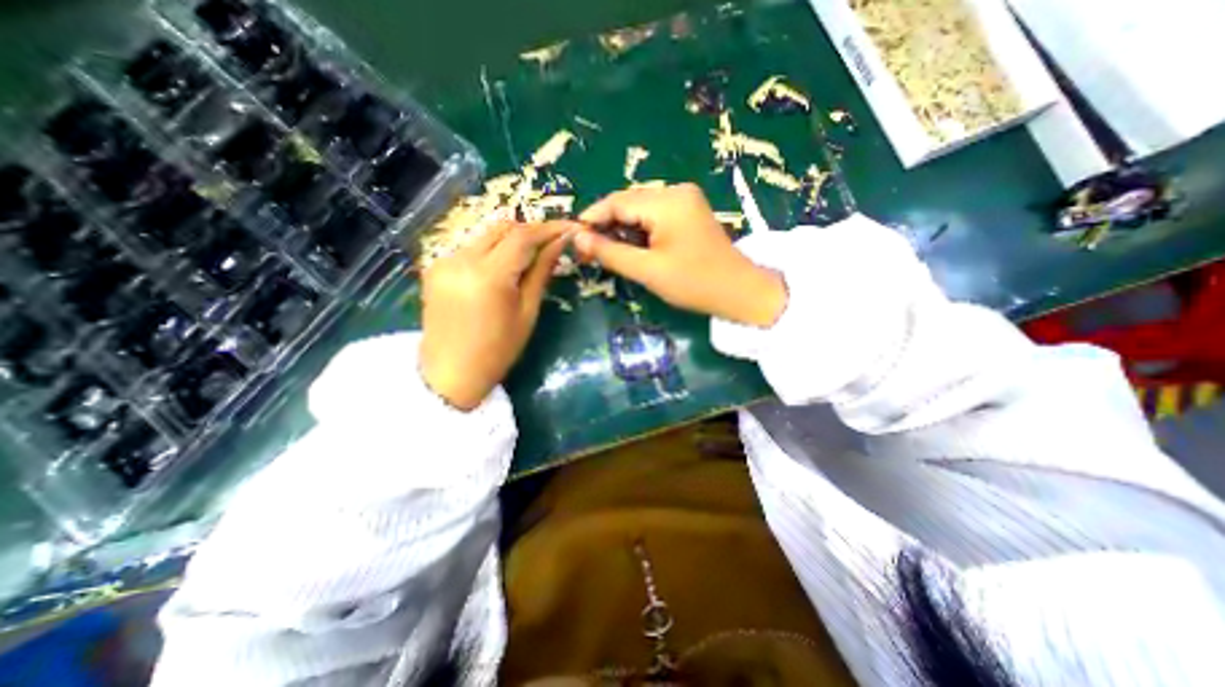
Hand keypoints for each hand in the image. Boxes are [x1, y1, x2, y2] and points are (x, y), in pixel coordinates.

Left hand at [419, 223, 570, 410]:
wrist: (450, 373)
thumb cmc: (498, 350)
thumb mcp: (527, 312)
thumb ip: (541, 272)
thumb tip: (561, 243)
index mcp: (489, 276)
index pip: (523, 237)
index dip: (549, 228)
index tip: (570, 228)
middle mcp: (461, 259)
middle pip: (501, 227)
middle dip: (530, 230)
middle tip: (552, 242)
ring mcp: (443, 261)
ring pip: (485, 235)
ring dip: (511, 239)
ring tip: (530, 255)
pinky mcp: (435, 267)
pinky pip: (470, 247)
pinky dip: (492, 250)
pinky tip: (502, 267)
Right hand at [572, 182, 784, 323]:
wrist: (740, 291)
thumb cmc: (694, 283)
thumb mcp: (647, 270)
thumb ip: (610, 253)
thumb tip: (578, 239)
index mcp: (667, 201)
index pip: (617, 201)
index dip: (592, 218)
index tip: (573, 238)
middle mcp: (676, 191)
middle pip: (628, 203)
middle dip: (606, 226)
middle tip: (588, 250)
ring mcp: (685, 200)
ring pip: (640, 210)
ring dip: (622, 230)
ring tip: (606, 252)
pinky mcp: (689, 212)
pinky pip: (654, 216)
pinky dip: (639, 231)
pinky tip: (631, 249)